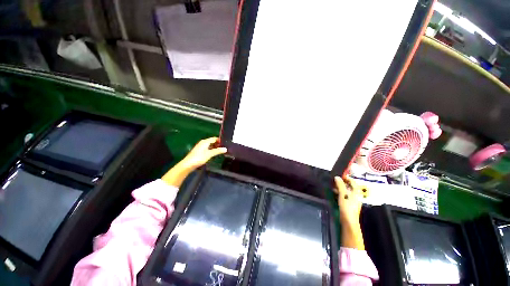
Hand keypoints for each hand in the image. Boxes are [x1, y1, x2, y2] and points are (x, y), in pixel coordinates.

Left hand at [180, 137, 227, 169]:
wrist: (188, 164)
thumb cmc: (199, 158)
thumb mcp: (210, 154)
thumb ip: (217, 151)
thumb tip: (225, 149)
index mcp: (205, 142)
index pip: (214, 138)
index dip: (220, 140)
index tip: (226, 143)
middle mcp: (203, 143)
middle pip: (212, 141)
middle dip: (218, 144)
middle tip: (225, 147)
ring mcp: (200, 147)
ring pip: (210, 145)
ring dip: (215, 147)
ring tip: (221, 150)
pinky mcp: (199, 151)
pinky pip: (207, 148)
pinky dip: (211, 150)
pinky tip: (214, 153)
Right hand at [334, 176, 367, 249]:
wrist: (349, 221)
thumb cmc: (347, 207)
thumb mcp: (343, 194)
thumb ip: (340, 185)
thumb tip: (337, 177)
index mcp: (356, 193)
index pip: (353, 182)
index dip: (347, 178)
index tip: (340, 175)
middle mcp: (356, 196)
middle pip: (350, 187)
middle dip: (343, 183)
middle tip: (335, 181)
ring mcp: (353, 201)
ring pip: (347, 191)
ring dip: (341, 188)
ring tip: (333, 187)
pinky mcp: (349, 205)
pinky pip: (345, 196)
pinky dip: (340, 193)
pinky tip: (335, 194)